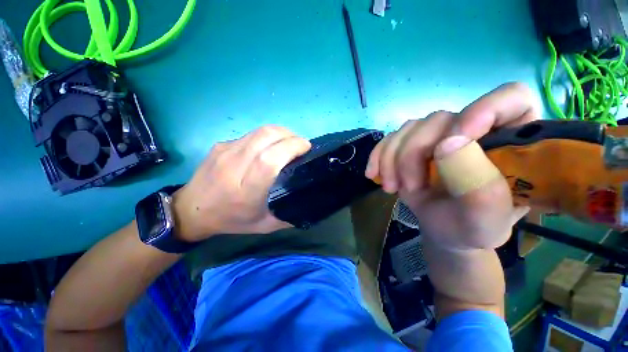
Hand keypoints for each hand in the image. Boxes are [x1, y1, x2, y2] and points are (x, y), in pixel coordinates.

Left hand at [173, 126, 310, 241]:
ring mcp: (225, 152)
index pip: (269, 159)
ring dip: (281, 133)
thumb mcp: (264, 225)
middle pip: (266, 137)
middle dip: (290, 135)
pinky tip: (271, 146)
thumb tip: (310, 205)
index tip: (306, 148)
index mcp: (246, 190)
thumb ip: (289, 216)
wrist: (191, 210)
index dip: (291, 147)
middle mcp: (233, 166)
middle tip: (301, 144)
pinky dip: (268, 136)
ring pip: (259, 131)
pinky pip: (251, 135)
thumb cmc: (231, 220)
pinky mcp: (221, 144)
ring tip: (289, 142)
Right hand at [365, 83, 539, 249]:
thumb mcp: (485, 218)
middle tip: (408, 187)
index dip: (485, 109)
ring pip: (409, 129)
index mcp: (513, 141)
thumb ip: (477, 182)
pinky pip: (390, 138)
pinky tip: (374, 175)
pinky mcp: (413, 143)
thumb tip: (447, 142)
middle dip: (414, 155)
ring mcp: (439, 134)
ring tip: (393, 188)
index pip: (511, 99)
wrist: (444, 231)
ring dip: (392, 160)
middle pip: (439, 119)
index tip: (454, 142)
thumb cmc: (472, 228)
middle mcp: (475, 128)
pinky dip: (378, 156)